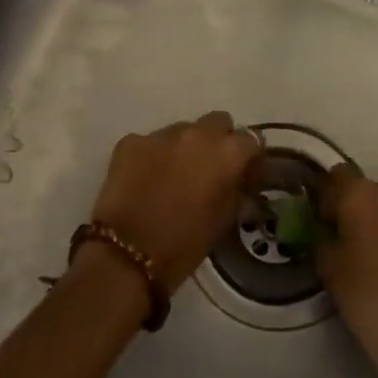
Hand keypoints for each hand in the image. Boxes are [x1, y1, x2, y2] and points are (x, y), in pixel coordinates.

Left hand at [84, 112, 260, 291]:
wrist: (126, 255)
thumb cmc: (184, 244)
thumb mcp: (224, 220)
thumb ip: (237, 191)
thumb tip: (241, 180)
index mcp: (226, 152)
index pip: (251, 139)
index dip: (249, 156)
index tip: (245, 172)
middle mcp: (196, 133)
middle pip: (217, 122)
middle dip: (218, 140)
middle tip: (210, 168)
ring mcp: (160, 135)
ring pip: (182, 130)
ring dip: (184, 147)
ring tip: (174, 175)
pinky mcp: (130, 142)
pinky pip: (150, 142)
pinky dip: (153, 156)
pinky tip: (145, 179)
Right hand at [317, 165, 377, 377]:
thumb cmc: (371, 304)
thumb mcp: (329, 272)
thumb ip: (322, 237)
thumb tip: (326, 227)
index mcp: (360, 196)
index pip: (336, 176)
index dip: (330, 199)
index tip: (329, 224)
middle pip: (373, 191)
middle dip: (365, 212)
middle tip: (363, 247)